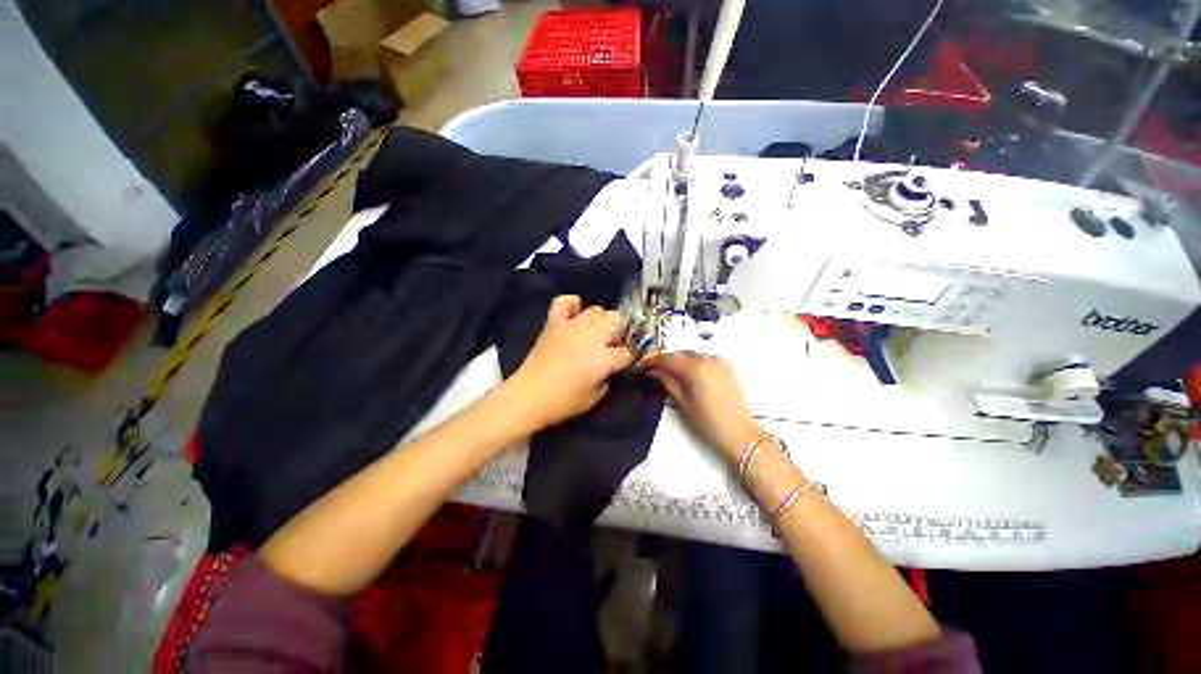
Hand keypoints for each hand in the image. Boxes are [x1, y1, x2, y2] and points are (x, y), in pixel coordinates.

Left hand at [507, 295, 633, 431]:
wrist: (528, 396)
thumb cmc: (562, 402)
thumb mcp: (593, 398)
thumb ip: (607, 379)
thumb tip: (609, 369)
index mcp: (602, 359)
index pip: (627, 352)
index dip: (629, 357)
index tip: (625, 363)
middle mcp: (591, 337)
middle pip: (617, 320)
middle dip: (620, 331)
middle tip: (612, 345)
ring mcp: (571, 326)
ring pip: (597, 309)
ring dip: (600, 321)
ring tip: (595, 333)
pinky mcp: (554, 323)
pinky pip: (564, 302)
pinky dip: (571, 305)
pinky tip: (574, 315)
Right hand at [643, 352, 760, 463]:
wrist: (740, 435)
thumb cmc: (708, 422)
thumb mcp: (682, 402)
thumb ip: (667, 381)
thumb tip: (653, 371)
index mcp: (696, 367)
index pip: (668, 358)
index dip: (652, 360)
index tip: (641, 365)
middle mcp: (708, 359)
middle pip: (680, 353)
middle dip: (665, 360)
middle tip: (652, 370)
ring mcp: (719, 362)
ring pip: (691, 355)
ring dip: (678, 361)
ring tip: (667, 372)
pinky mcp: (726, 367)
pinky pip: (703, 359)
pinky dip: (692, 363)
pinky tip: (685, 374)